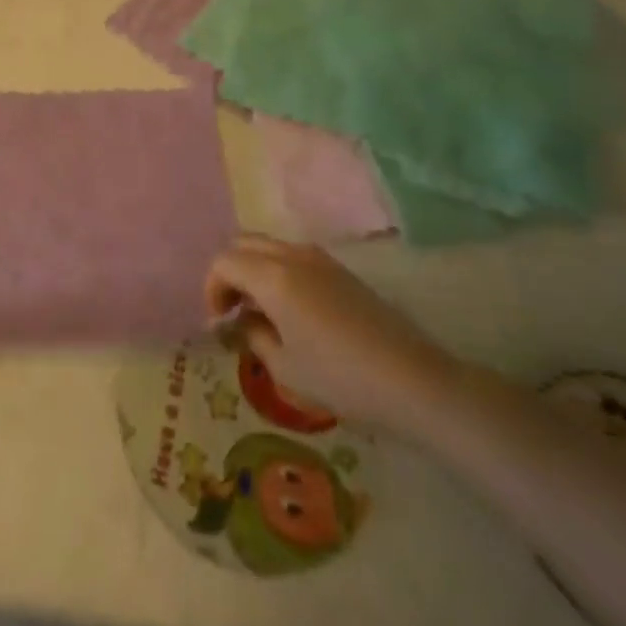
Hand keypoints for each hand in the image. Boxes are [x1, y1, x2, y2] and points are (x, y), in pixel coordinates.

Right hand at [205, 234, 459, 436]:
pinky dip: (278, 271)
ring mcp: (319, 258)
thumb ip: (253, 335)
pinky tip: (291, 310)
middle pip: (243, 244)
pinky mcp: (340, 270)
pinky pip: (294, 256)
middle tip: (234, 311)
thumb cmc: (341, 378)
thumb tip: (240, 321)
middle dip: (230, 272)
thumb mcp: (284, 367)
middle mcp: (292, 255)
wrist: (414, 381)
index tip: (220, 322)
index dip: (212, 289)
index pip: (223, 262)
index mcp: (272, 276)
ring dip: (255, 269)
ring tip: (261, 311)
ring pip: (270, 246)